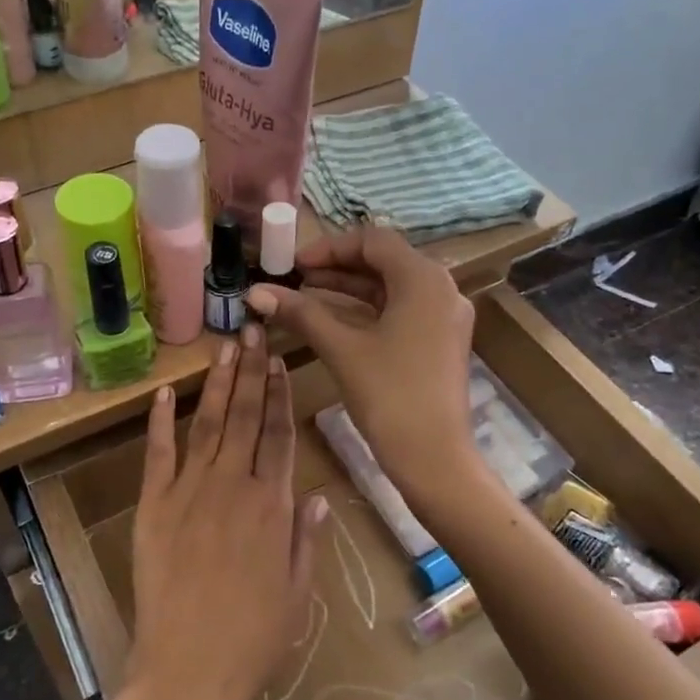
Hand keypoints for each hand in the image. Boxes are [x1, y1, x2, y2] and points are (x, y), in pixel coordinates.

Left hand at [123, 328, 324, 699]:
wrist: (191, 668)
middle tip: (255, 329)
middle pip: (247, 416)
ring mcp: (190, 491)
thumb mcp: (298, 591)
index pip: (280, 434)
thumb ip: (306, 537)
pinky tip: (165, 391)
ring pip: (208, 423)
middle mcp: (233, 485)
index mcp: (272, 505)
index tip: (281, 361)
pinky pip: (158, 453)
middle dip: (252, 370)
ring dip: (218, 383)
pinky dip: (160, 420)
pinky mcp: (153, 505)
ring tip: (226, 347)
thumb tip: (315, 493)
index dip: (281, 394)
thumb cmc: (254, 637)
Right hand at [245, 225, 477, 504]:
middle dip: (337, 267)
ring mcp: (444, 317)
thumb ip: (301, 313)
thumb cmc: (390, 395)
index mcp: (423, 279)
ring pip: (391, 287)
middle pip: (384, 261)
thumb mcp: (342, 348)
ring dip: (349, 288)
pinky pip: (400, 310)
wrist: (435, 458)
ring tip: (306, 296)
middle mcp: (441, 288)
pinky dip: (367, 310)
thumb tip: (255, 291)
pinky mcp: (440, 341)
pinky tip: (334, 321)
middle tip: (296, 279)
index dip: (329, 247)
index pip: (373, 241)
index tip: (294, 265)